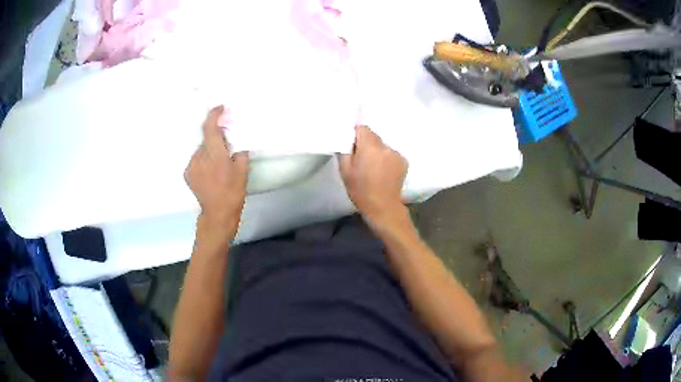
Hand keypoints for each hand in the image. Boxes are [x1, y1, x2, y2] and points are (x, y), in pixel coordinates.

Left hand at [185, 106, 248, 238]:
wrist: (217, 214)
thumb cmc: (233, 193)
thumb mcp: (242, 172)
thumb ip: (239, 152)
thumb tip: (235, 142)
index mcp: (215, 155)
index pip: (210, 128)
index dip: (214, 115)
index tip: (220, 108)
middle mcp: (200, 157)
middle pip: (206, 139)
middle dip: (215, 139)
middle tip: (226, 147)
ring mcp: (191, 166)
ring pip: (201, 150)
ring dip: (209, 152)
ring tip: (218, 166)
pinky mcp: (187, 173)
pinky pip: (196, 160)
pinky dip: (203, 161)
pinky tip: (210, 173)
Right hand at [339, 126, 407, 224]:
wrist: (382, 207)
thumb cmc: (360, 189)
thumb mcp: (344, 170)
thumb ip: (344, 149)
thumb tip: (346, 138)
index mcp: (370, 147)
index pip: (362, 128)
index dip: (355, 135)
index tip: (352, 146)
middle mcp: (385, 146)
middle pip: (373, 137)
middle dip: (366, 144)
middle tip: (361, 160)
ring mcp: (396, 153)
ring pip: (382, 146)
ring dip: (377, 152)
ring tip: (373, 168)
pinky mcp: (404, 161)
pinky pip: (391, 154)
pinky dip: (386, 159)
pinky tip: (383, 172)